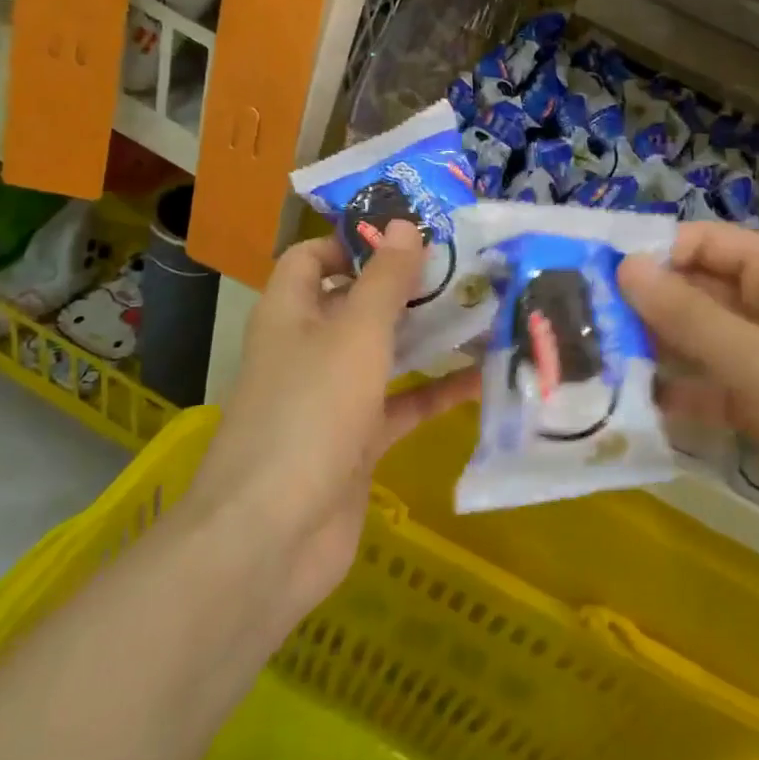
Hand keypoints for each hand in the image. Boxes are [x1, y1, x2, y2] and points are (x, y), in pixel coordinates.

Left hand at [186, 221, 480, 619]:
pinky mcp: (356, 441)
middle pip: (356, 302)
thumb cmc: (310, 413)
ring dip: (427, 337)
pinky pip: (402, 404)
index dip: (355, 240)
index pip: (313, 257)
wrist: (273, 536)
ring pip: (384, 353)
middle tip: (466, 268)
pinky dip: (436, 392)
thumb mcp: (355, 334)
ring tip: (485, 312)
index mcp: (291, 313)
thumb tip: (405, 223)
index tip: (412, 233)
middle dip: (406, 286)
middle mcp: (308, 348)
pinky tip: (483, 380)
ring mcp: (332, 398)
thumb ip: (384, 280)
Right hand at [618, 221, 758, 591]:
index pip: (710, 243)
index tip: (594, 273)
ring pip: (706, 343)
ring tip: (594, 360)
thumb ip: (685, 315)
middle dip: (649, 306)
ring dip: (659, 350)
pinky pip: (717, 389)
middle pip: (704, 293)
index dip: (655, 253)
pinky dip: (683, 394)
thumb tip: (623, 266)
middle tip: (581, 322)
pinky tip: (635, 406)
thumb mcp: (756, 359)